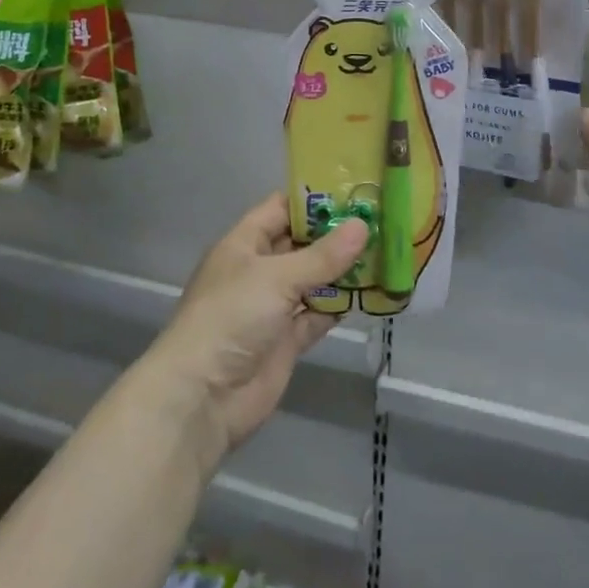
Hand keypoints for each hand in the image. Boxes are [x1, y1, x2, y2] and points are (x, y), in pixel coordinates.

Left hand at [147, 194, 368, 469]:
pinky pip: (318, 314)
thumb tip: (362, 226)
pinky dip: (340, 305)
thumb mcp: (277, 277)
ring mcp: (273, 307)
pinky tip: (371, 293)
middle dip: (336, 234)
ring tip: (385, 252)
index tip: (356, 190)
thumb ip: (323, 256)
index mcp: (244, 244)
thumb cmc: (231, 318)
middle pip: (301, 244)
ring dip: (343, 270)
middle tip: (381, 220)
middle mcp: (259, 271)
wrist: (203, 397)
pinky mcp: (286, 340)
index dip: (314, 200)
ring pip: (314, 280)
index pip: (281, 209)